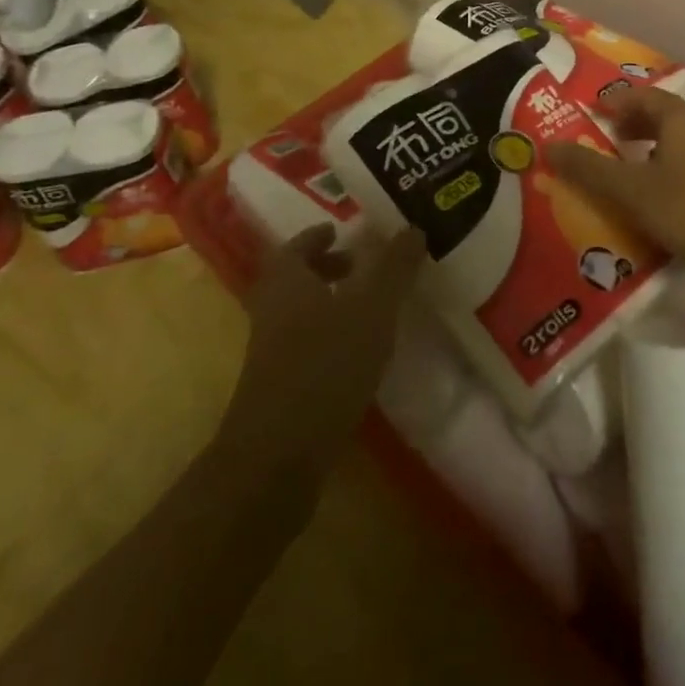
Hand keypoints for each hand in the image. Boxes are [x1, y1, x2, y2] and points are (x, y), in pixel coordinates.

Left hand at [219, 225, 425, 489]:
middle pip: (295, 279)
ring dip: (330, 303)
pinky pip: (305, 346)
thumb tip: (413, 227)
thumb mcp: (371, 308)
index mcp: (286, 281)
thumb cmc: (325, 366)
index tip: (341, 231)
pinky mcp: (279, 388)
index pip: (295, 245)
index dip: (317, 236)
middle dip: (327, 268)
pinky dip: (329, 338)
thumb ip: (394, 268)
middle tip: (362, 266)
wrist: (278, 458)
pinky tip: (359, 355)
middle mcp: (271, 311)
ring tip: (370, 309)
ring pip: (300, 313)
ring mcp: (270, 353)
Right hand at [546, 88, 684, 294]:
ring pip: (682, 146)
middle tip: (605, 143)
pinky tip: (660, 203)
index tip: (592, 113)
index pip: (644, 96)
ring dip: (653, 154)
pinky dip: (672, 175)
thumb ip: (589, 169)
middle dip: (633, 128)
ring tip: (627, 176)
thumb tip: (547, 147)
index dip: (616, 102)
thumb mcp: (631, 191)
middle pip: (665, 119)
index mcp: (684, 120)